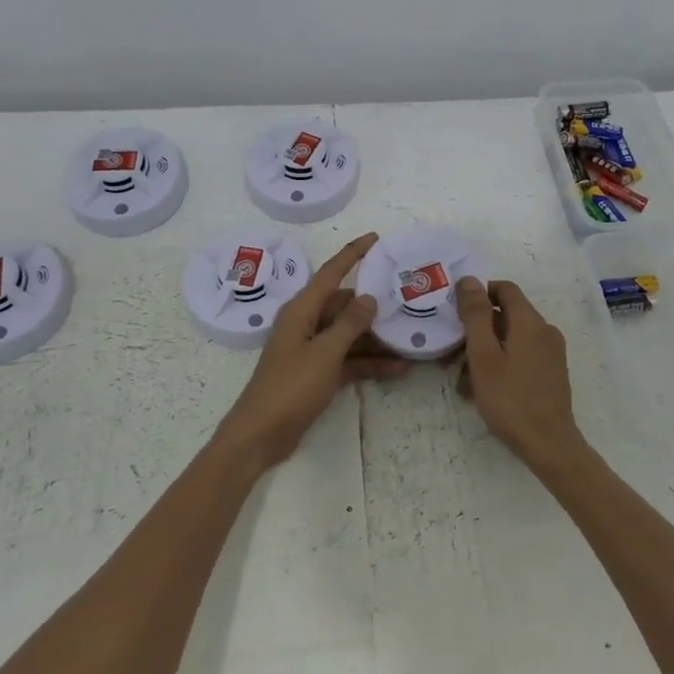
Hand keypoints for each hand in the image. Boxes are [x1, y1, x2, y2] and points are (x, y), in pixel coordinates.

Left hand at [217, 232, 407, 468]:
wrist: (261, 435)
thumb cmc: (290, 387)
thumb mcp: (325, 353)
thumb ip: (349, 324)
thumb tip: (369, 297)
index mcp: (302, 310)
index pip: (331, 273)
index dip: (353, 254)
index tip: (376, 238)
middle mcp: (306, 324)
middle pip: (344, 305)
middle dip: (374, 304)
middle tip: (408, 299)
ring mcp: (312, 350)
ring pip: (350, 334)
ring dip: (376, 339)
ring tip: (411, 338)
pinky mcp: (317, 374)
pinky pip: (349, 360)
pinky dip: (370, 364)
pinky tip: (399, 369)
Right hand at [454, 276, 584, 466]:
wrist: (549, 444)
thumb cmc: (510, 399)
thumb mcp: (483, 355)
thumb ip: (476, 315)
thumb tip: (470, 279)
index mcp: (530, 322)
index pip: (504, 289)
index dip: (479, 293)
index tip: (456, 311)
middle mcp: (545, 331)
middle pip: (506, 316)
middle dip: (477, 330)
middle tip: (452, 353)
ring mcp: (551, 353)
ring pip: (511, 339)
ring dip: (485, 352)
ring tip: (462, 380)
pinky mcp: (551, 373)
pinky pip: (521, 357)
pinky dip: (500, 364)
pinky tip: (482, 389)